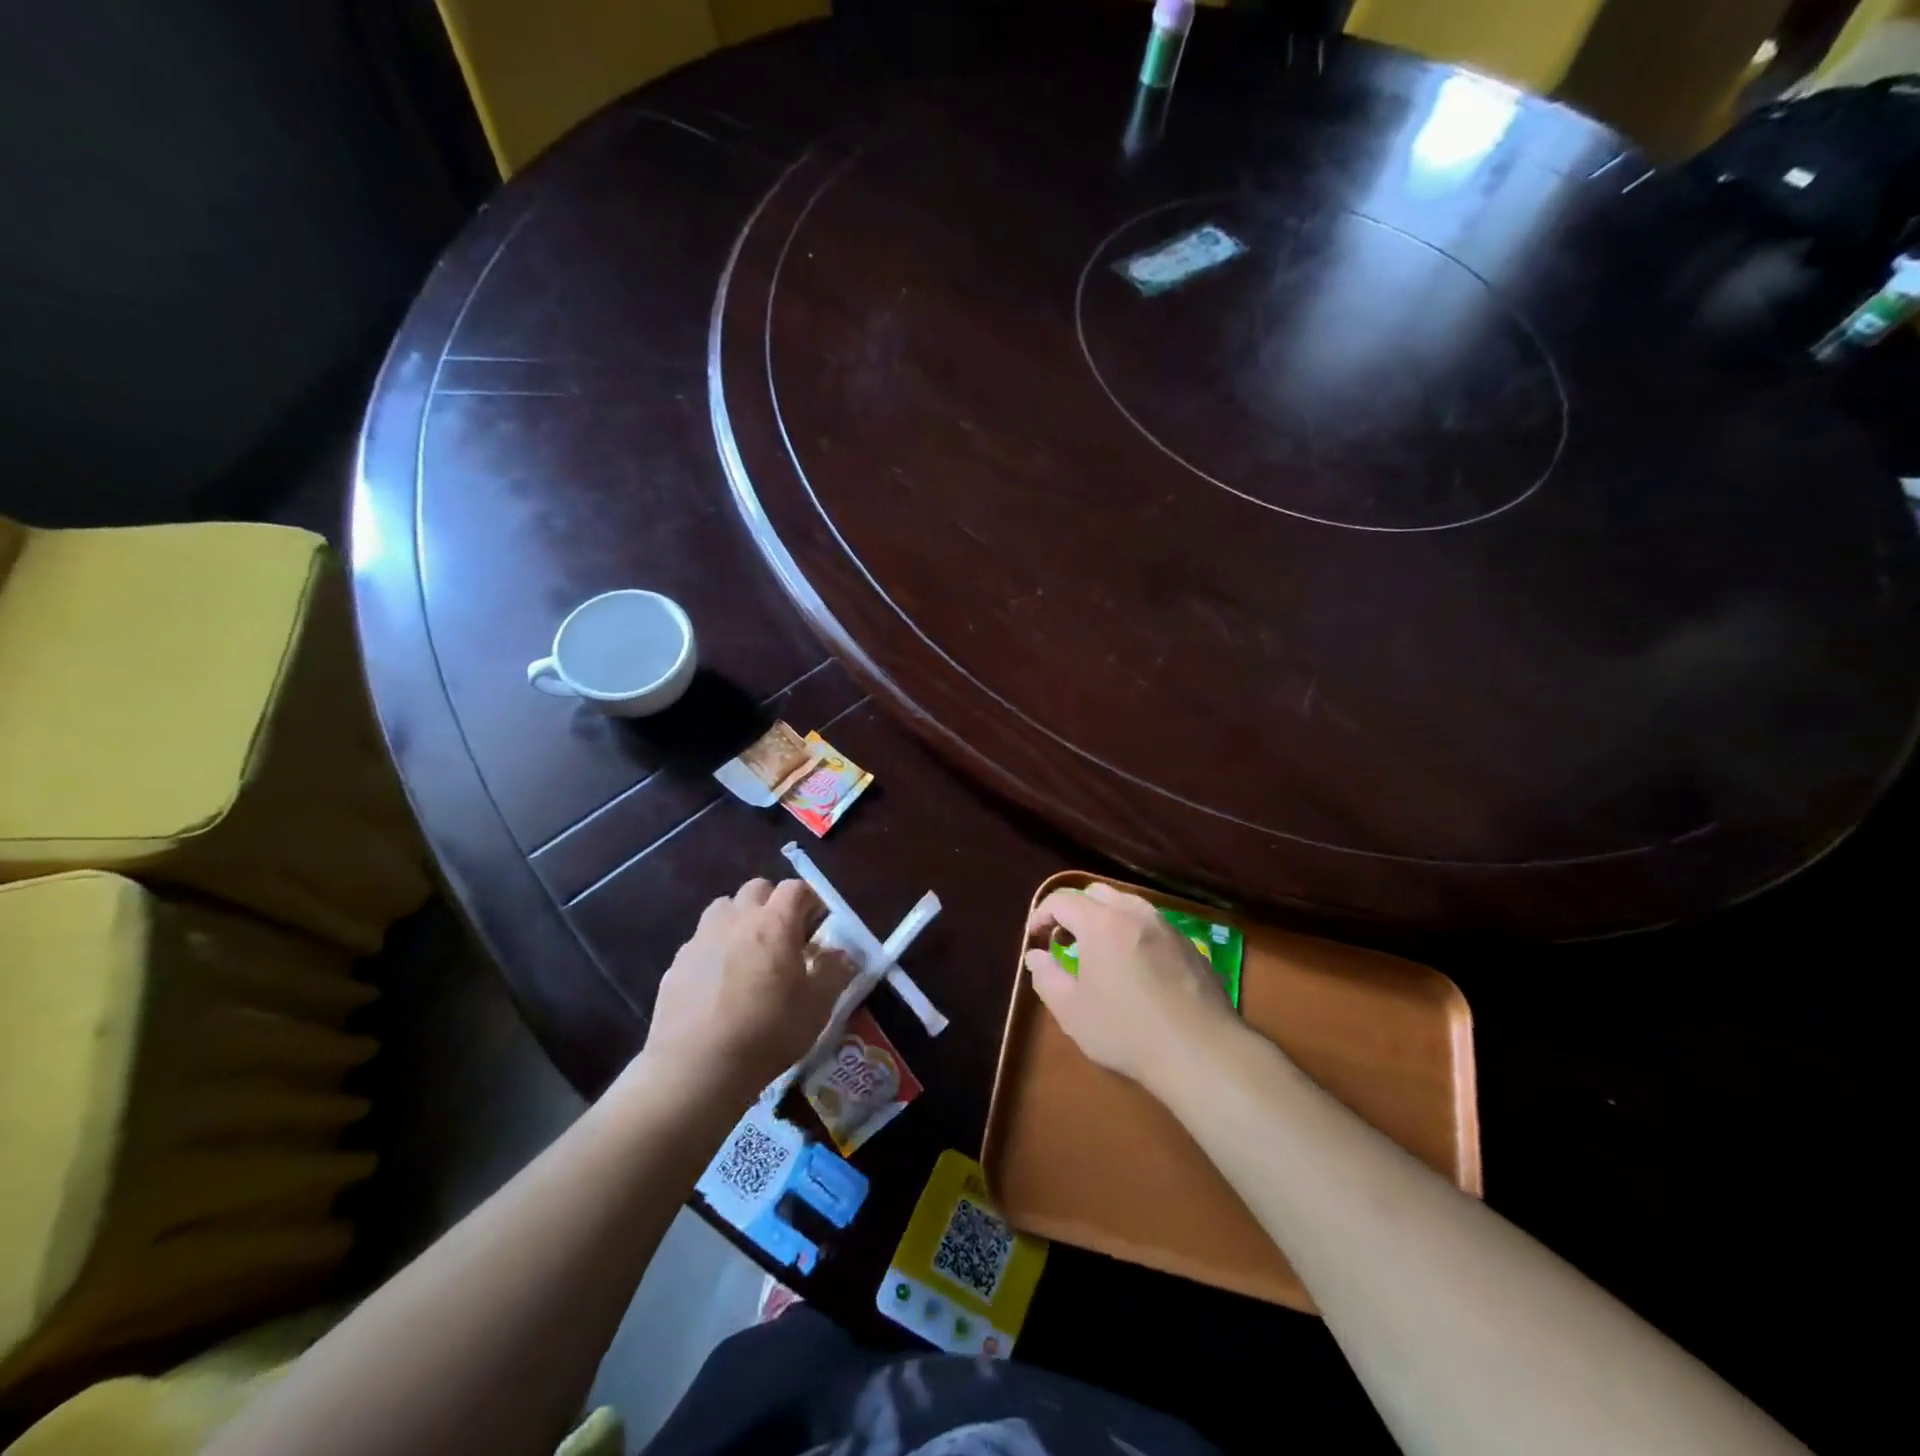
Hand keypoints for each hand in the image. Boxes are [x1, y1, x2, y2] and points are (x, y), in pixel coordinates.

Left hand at [641, 878, 855, 1100]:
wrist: (696, 1069)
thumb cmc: (767, 1033)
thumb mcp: (817, 1008)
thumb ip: (834, 973)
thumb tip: (841, 954)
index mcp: (775, 924)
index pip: (795, 888)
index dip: (809, 900)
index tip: (816, 923)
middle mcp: (737, 919)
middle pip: (757, 889)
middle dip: (773, 902)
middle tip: (783, 935)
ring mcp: (702, 938)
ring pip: (724, 908)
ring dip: (740, 918)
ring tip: (748, 952)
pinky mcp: (676, 963)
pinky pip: (701, 940)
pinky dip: (714, 948)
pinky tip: (718, 982)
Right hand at [1024, 883, 1236, 1092]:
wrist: (1200, 1051)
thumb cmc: (1126, 1030)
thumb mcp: (1072, 1011)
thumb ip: (1046, 977)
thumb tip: (1036, 956)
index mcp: (1101, 922)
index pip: (1062, 900)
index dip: (1042, 915)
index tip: (1035, 939)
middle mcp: (1134, 912)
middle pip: (1096, 893)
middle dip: (1074, 911)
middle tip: (1065, 942)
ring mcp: (1166, 926)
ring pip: (1128, 904)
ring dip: (1105, 919)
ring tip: (1099, 952)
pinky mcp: (1189, 945)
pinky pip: (1152, 925)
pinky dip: (1133, 932)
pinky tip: (1135, 967)